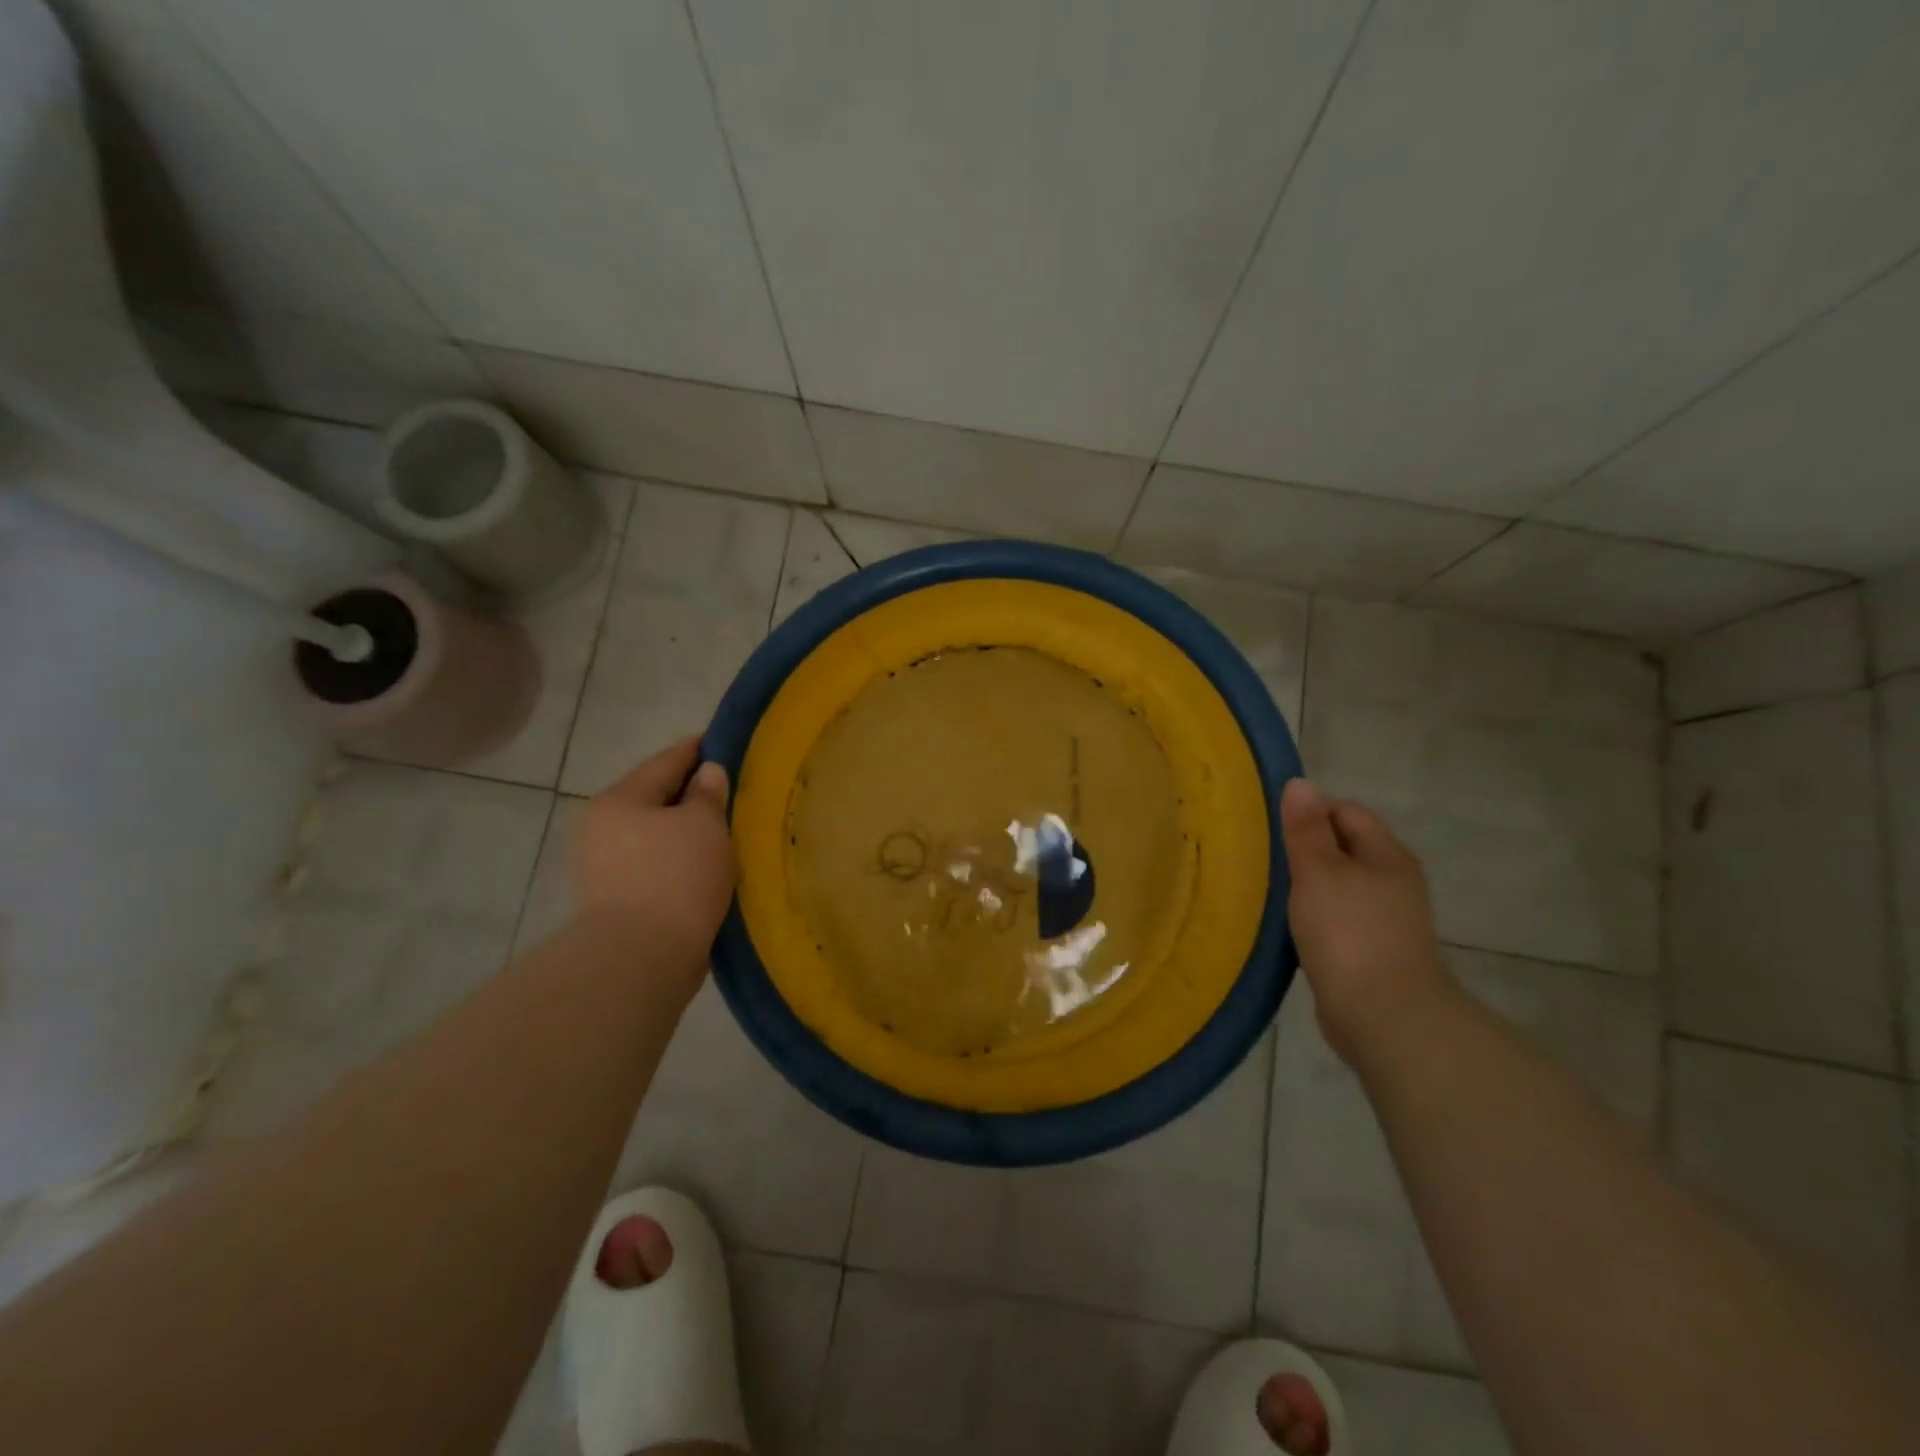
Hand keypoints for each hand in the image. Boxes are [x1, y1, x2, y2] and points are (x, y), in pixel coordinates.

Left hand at [577, 737, 735, 973]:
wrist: (641, 957)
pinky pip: (659, 865)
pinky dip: (682, 859)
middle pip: (657, 798)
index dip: (697, 749)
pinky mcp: (620, 900)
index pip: (666, 762)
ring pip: (658, 834)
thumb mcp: (703, 824)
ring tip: (725, 828)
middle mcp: (604, 827)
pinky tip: (708, 864)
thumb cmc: (675, 876)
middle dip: (692, 793)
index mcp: (620, 799)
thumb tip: (707, 774)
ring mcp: (607, 867)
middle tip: (732, 788)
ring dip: (687, 830)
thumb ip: (707, 794)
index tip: (722, 740)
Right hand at [1280, 778, 1451, 1060]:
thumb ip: (1306, 829)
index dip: (1310, 810)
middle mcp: (1393, 882)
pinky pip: (1337, 918)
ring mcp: (1385, 920)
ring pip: (1339, 885)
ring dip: (1307, 884)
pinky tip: (1288, 925)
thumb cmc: (1349, 932)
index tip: (1272, 826)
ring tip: (1269, 889)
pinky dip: (1313, 915)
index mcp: (1387, 856)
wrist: (1384, 1015)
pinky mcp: (1371, 951)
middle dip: (1306, 847)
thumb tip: (1300, 783)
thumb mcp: (1319, 872)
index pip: (1347, 812)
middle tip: (1264, 855)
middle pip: (1345, 847)